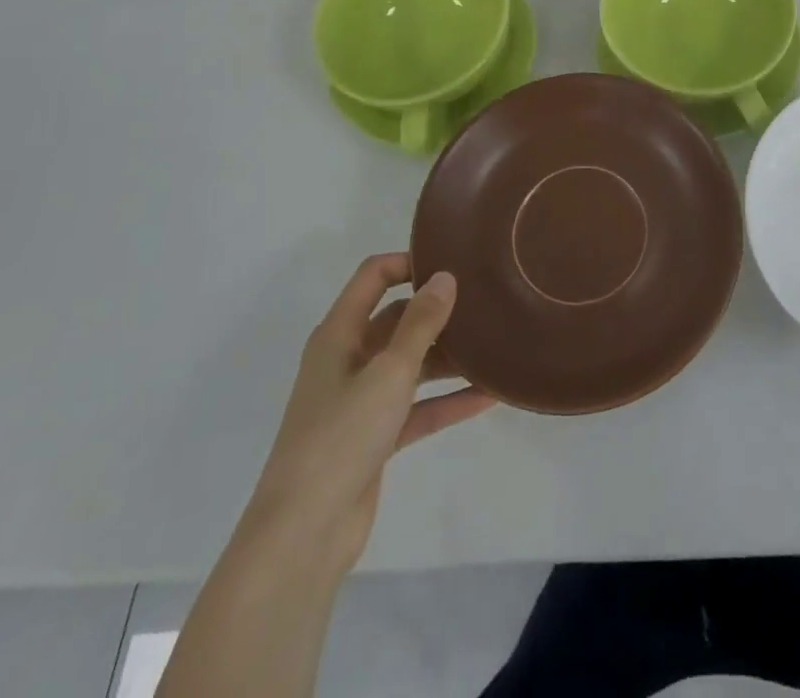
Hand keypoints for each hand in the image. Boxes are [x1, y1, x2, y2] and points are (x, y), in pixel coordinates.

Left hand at [237, 254, 494, 578]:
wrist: (302, 536)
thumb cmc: (341, 437)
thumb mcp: (389, 372)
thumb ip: (421, 323)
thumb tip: (445, 276)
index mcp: (340, 334)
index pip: (373, 277)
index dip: (409, 262)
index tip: (453, 262)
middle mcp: (348, 360)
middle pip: (398, 319)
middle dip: (438, 311)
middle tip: (486, 301)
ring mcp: (361, 400)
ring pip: (412, 363)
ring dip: (449, 358)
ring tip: (497, 344)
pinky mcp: (375, 437)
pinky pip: (419, 406)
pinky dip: (448, 400)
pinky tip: (490, 395)